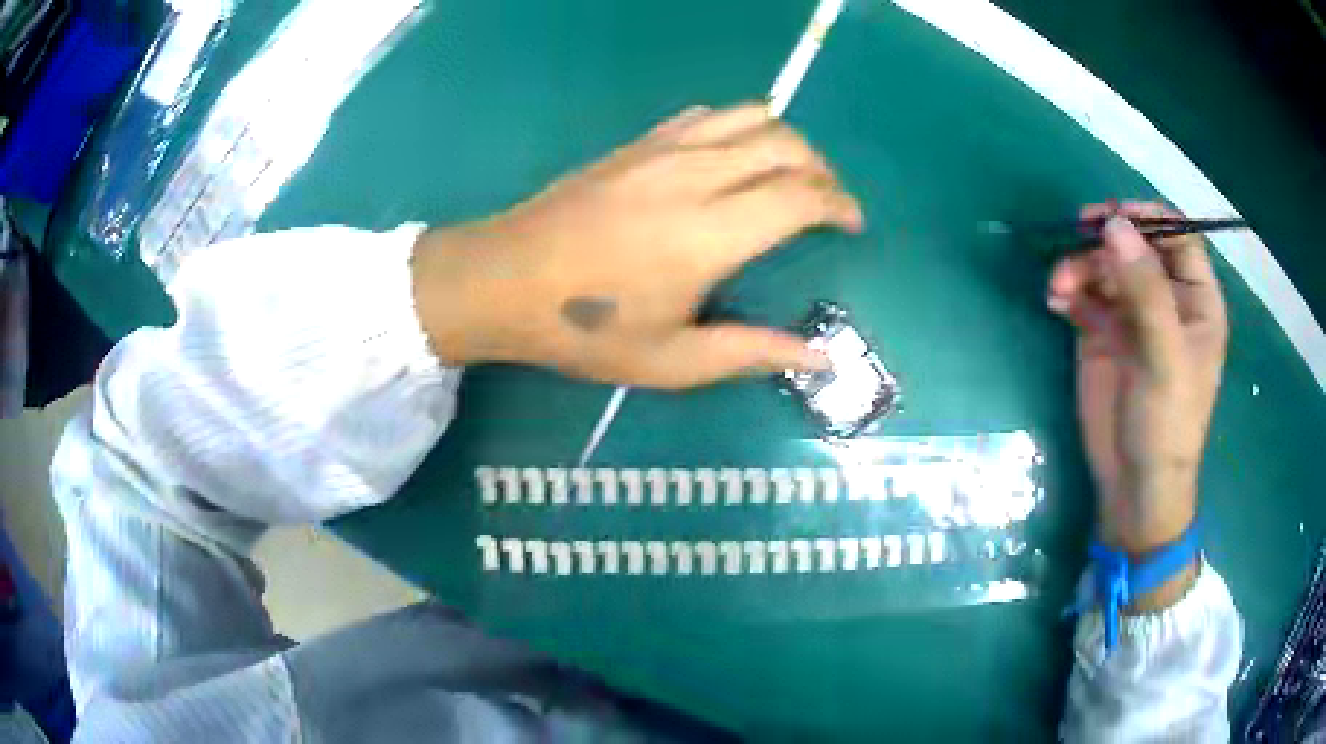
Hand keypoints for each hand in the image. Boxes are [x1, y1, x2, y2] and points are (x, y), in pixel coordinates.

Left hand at [412, 103, 862, 389]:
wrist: (504, 280)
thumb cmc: (585, 329)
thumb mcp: (672, 361)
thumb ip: (752, 353)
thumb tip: (821, 356)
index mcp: (711, 232)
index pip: (802, 195)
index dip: (840, 204)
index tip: (852, 224)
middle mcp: (696, 175)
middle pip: (787, 144)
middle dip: (823, 169)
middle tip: (828, 203)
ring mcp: (663, 149)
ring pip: (751, 116)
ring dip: (787, 140)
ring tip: (792, 174)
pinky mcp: (638, 142)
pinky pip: (707, 116)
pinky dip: (739, 127)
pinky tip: (733, 157)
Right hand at [1048, 202, 1227, 606]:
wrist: (1133, 485)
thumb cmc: (1166, 423)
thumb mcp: (1164, 356)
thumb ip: (1146, 289)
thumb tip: (1114, 225)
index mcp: (1195, 299)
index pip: (1177, 236)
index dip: (1147, 218)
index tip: (1113, 216)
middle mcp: (1165, 298)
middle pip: (1134, 245)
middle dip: (1104, 242)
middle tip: (1076, 238)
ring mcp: (1133, 315)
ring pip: (1105, 266)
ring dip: (1079, 266)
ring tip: (1060, 287)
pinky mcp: (1103, 334)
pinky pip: (1084, 293)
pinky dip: (1068, 290)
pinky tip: (1056, 301)